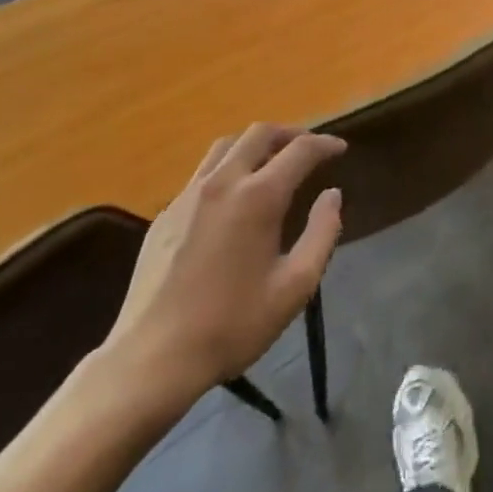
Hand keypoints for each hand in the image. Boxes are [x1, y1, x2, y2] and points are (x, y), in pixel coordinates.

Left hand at [106, 124, 344, 400]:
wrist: (152, 359)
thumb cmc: (231, 326)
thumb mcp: (294, 288)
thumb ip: (321, 234)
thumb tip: (333, 195)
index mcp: (258, 196)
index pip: (300, 150)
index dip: (325, 144)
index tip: (340, 149)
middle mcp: (223, 181)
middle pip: (261, 132)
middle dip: (290, 133)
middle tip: (308, 149)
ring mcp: (189, 193)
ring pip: (227, 144)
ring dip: (255, 144)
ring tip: (271, 162)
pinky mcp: (166, 212)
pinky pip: (202, 172)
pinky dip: (227, 167)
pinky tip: (232, 196)